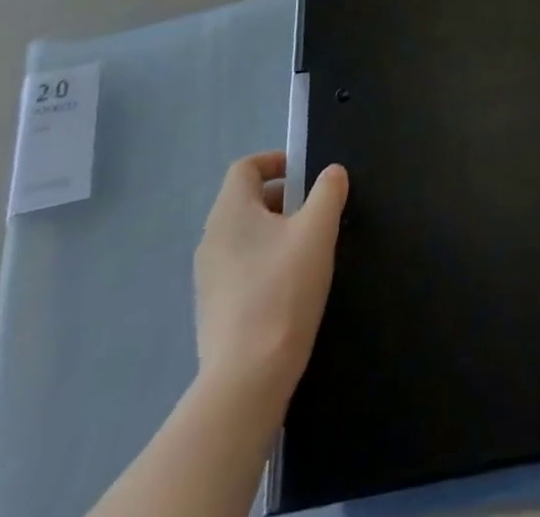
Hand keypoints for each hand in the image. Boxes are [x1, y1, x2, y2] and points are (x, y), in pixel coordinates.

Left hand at [193, 152, 348, 403]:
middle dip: (282, 198)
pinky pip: (240, 267)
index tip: (306, 174)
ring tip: (307, 249)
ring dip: (275, 231)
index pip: (245, 167)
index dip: (275, 161)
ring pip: (243, 235)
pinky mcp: (212, 309)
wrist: (246, 379)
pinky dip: (264, 262)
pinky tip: (290, 286)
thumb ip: (328, 192)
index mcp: (231, 212)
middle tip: (315, 212)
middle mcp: (211, 239)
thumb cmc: (283, 290)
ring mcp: (208, 277)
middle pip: (245, 200)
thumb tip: (332, 172)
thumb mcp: (317, 231)